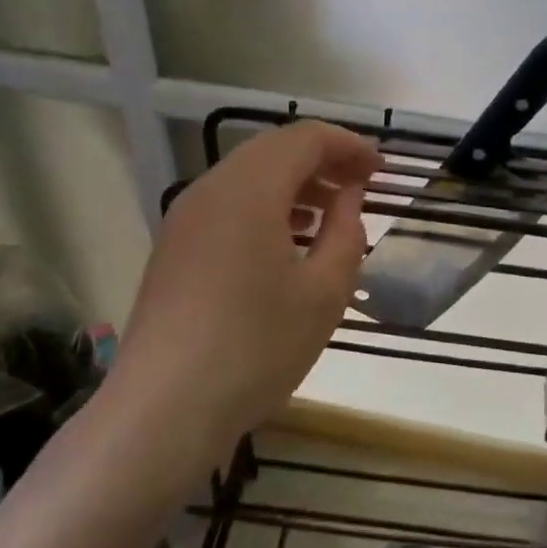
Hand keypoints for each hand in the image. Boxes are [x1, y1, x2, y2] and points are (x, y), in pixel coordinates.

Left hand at [117, 121, 381, 446]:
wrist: (165, 408)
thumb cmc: (257, 346)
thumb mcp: (324, 292)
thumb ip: (346, 231)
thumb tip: (348, 196)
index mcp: (249, 190)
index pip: (305, 139)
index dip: (348, 145)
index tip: (381, 169)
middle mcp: (210, 190)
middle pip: (273, 150)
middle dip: (322, 160)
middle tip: (360, 186)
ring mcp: (184, 219)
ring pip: (247, 177)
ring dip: (293, 183)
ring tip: (329, 214)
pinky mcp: (173, 248)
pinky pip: (227, 205)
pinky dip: (264, 207)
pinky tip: (286, 242)